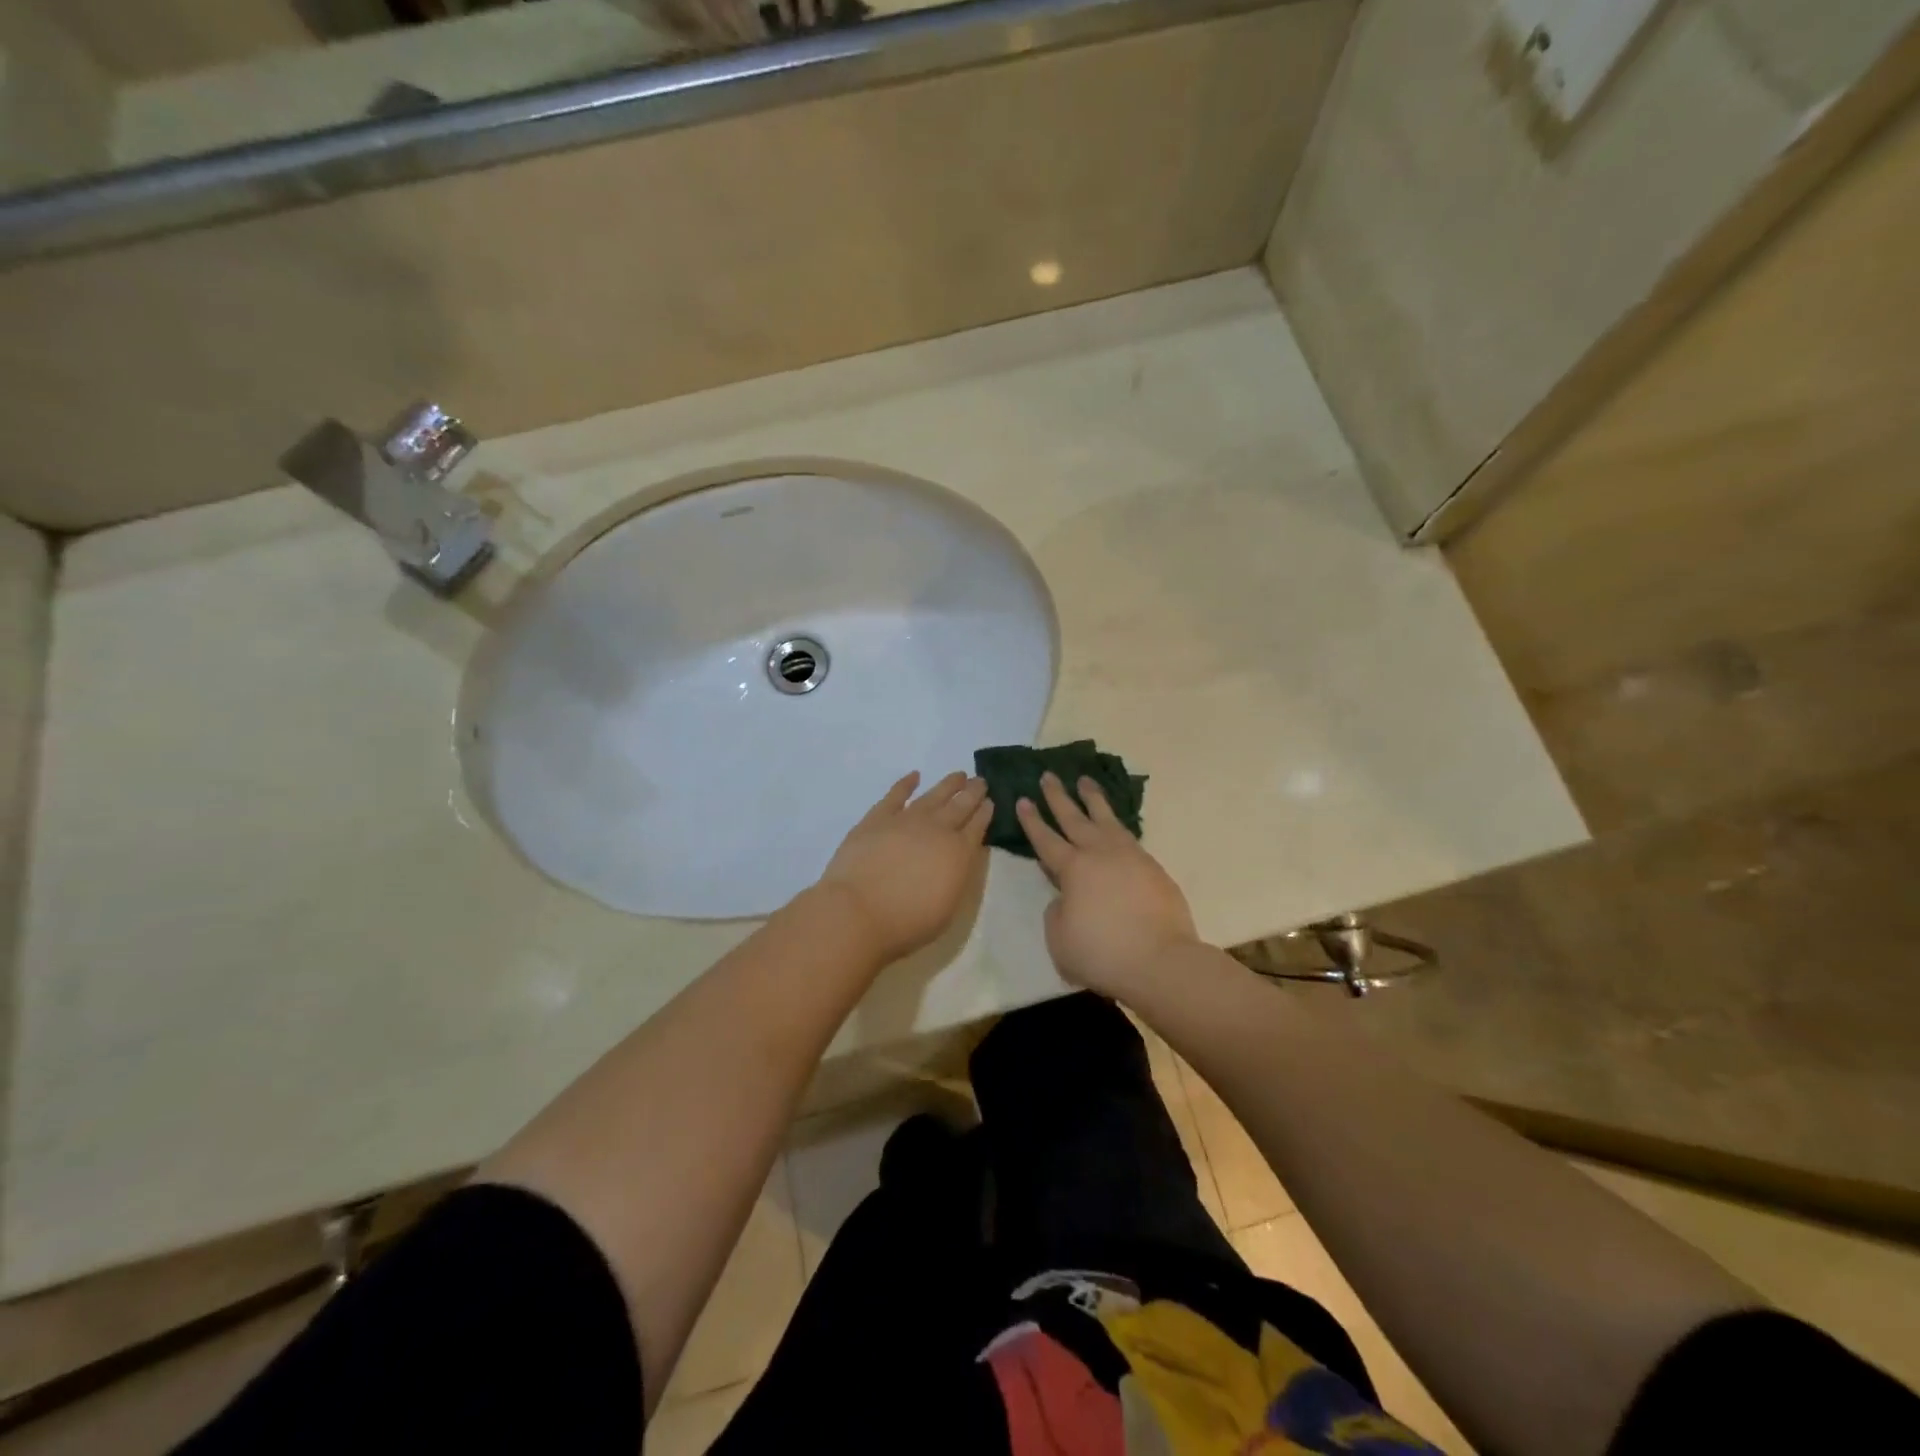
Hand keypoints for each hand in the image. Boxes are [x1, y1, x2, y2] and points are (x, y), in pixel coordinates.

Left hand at [816, 771, 991, 964]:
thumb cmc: (907, 922)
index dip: (985, 812)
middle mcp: (937, 829)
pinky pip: (895, 795)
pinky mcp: (877, 818)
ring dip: (948, 784)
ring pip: (933, 795)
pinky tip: (914, 776)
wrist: (859, 912)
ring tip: (959, 774)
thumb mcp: (948, 907)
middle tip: (980, 781)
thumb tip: (957, 858)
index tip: (990, 801)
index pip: (978, 826)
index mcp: (959, 853)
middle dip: (973, 792)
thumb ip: (956, 876)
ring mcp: (906, 820)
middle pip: (960, 805)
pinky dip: (906, 783)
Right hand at [1017, 773, 1201, 1000]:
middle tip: (1048, 775)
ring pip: (1106, 818)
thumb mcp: (1060, 939)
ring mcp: (1130, 856)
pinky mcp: (1152, 867)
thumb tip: (1066, 898)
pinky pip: (1128, 834)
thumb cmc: (1102, 953)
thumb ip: (1057, 912)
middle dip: (1058, 796)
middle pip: (1074, 818)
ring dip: (1092, 798)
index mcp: (1072, 869)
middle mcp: (1099, 853)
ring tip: (1085, 780)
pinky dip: (1117, 822)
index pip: (1045, 839)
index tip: (1022, 799)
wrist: (1160, 960)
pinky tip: (1115, 822)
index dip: (1032, 820)